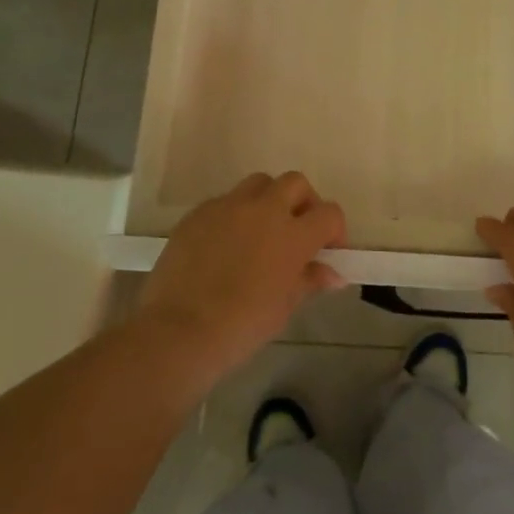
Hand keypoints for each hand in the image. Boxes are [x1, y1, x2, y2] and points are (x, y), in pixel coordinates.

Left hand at [137, 172, 346, 384]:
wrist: (178, 331)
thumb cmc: (241, 326)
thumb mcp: (284, 307)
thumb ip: (309, 280)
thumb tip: (332, 274)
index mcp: (293, 235)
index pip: (329, 213)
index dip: (334, 230)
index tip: (327, 250)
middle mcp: (264, 210)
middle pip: (295, 183)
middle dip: (303, 202)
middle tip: (296, 230)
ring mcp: (228, 206)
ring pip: (259, 184)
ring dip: (268, 200)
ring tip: (260, 231)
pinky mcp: (198, 213)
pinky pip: (225, 202)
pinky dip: (234, 215)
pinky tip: (225, 245)